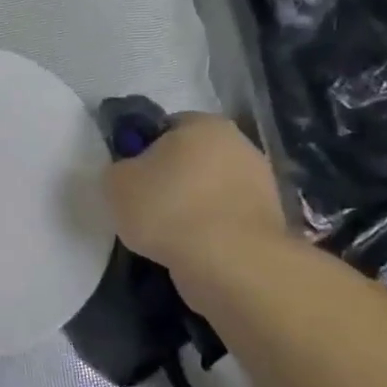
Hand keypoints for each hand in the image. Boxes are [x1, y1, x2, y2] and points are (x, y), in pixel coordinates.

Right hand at [103, 114, 289, 296]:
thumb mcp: (116, 183)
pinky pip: (226, 219)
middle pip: (193, 158)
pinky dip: (210, 231)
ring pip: (211, 190)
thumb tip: (129, 173)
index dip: (144, 151)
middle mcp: (240, 145)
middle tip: (146, 206)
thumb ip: (120, 169)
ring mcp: (262, 184)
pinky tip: (191, 249)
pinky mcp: (270, 221)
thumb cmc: (168, 209)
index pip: (166, 127)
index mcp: (204, 123)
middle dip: (172, 179)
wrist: (229, 263)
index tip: (131, 178)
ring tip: (167, 235)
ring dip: (192, 207)